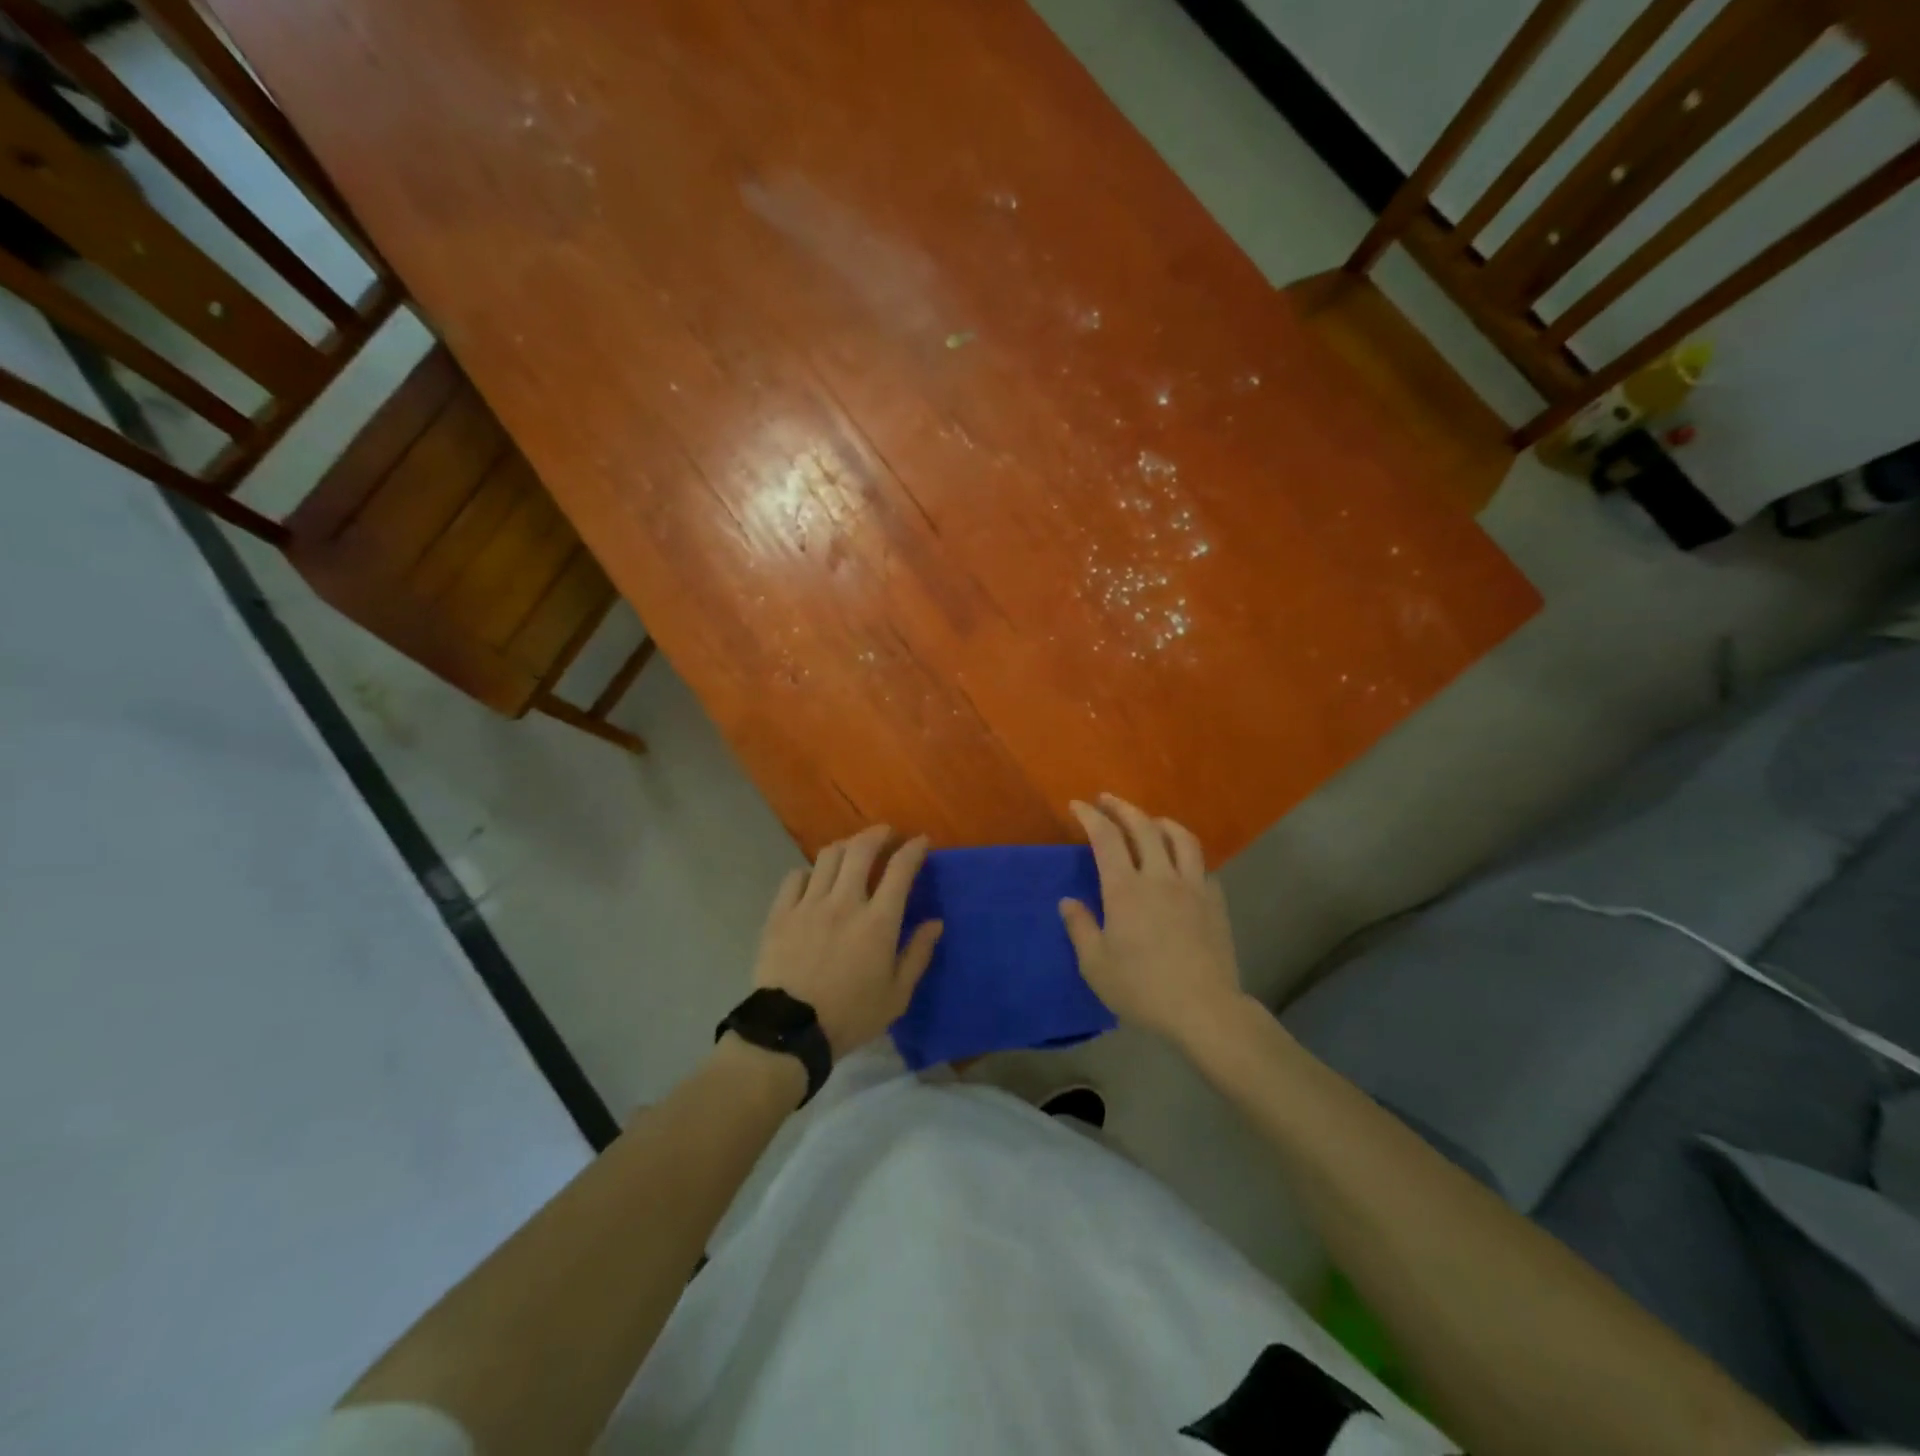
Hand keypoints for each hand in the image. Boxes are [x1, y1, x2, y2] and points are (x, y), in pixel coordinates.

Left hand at [751, 825, 942, 1057]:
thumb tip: (935, 922)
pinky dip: (809, 871)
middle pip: (861, 849)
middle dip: (877, 834)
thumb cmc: (851, 1016)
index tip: (920, 841)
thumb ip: (917, 954)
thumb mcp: (897, 995)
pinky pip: (795, 877)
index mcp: (878, 921)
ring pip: (828, 856)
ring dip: (845, 846)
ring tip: (852, 851)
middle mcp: (845, 902)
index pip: (900, 869)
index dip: (913, 849)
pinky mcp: (781, 914)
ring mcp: (809, 904)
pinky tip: (814, 879)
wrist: (790, 1031)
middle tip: (885, 833)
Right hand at [1059, 795, 1242, 1044]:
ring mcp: (1192, 886)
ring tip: (1150, 821)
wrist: (1204, 1009)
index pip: (1105, 837)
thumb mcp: (1096, 965)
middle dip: (1122, 807)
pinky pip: (1201, 864)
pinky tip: (1180, 863)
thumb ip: (1080, 928)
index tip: (1077, 805)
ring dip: (1161, 821)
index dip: (1090, 816)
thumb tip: (1068, 902)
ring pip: (1181, 837)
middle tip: (1107, 800)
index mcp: (1125, 889)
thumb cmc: (1142, 989)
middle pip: (1143, 826)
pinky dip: (1186, 853)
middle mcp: (1159, 877)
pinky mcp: (1215, 901)